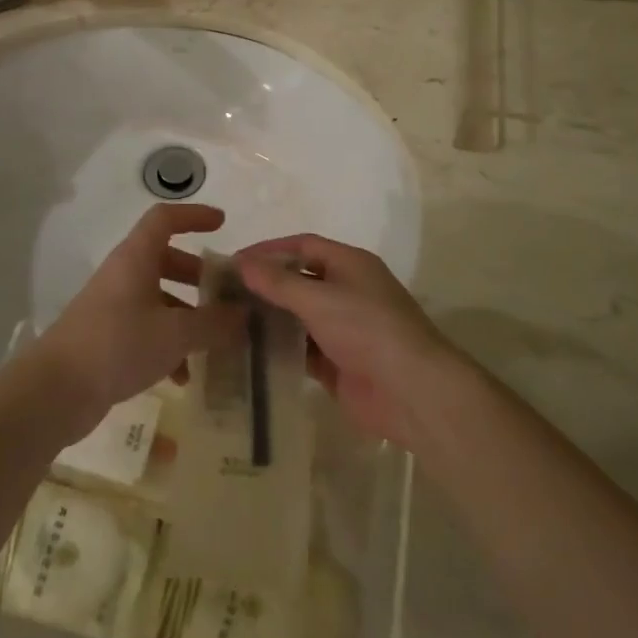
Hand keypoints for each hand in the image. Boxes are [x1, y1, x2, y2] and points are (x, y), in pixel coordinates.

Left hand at [31, 204, 245, 439]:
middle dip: (197, 275)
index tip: (222, 224)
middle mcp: (123, 274)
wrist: (56, 389)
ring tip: (213, 344)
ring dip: (186, 316)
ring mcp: (112, 306)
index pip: (165, 219)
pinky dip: (167, 345)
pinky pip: (145, 329)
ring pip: (157, 298)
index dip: (194, 215)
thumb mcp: (175, 333)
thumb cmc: (118, 344)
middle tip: (224, 294)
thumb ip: (214, 322)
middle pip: (164, 259)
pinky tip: (183, 377)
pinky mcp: (106, 337)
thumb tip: (244, 314)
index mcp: (136, 257)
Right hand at [236, 234, 457, 448]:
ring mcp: (344, 328)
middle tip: (227, 293)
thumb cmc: (367, 329)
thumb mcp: (318, 299)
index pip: (303, 245)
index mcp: (350, 264)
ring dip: (271, 318)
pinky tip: (251, 352)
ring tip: (231, 321)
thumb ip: (277, 282)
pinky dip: (281, 349)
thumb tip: (242, 262)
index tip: (235, 261)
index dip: (270, 250)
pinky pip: (303, 349)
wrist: (411, 391)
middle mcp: (347, 290)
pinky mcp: (339, 363)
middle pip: (300, 280)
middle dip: (266, 285)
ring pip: (299, 316)